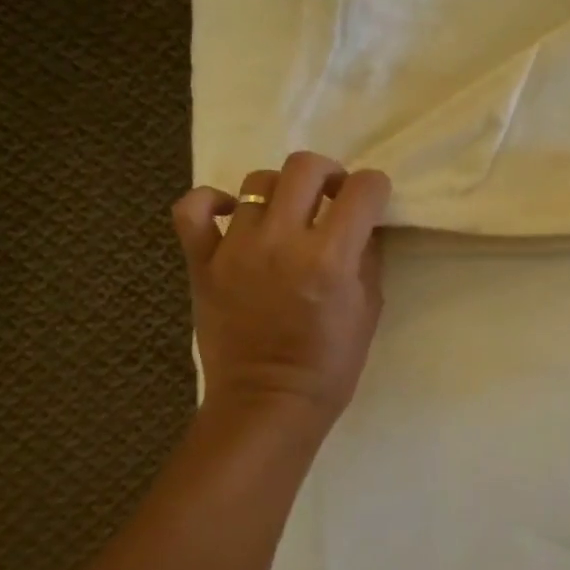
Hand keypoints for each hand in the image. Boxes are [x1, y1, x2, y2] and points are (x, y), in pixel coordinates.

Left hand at [173, 153, 390, 431]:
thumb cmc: (330, 364)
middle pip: (306, 167)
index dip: (374, 188)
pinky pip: (194, 208)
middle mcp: (282, 241)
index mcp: (330, 258)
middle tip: (330, 198)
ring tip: (286, 214)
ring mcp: (236, 249)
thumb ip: (366, 255)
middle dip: (329, 173)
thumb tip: (362, 221)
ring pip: (257, 181)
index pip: (362, 189)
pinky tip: (232, 213)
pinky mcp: (202, 262)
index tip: (371, 201)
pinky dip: (212, 201)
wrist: (267, 403)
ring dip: (281, 191)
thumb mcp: (369, 308)